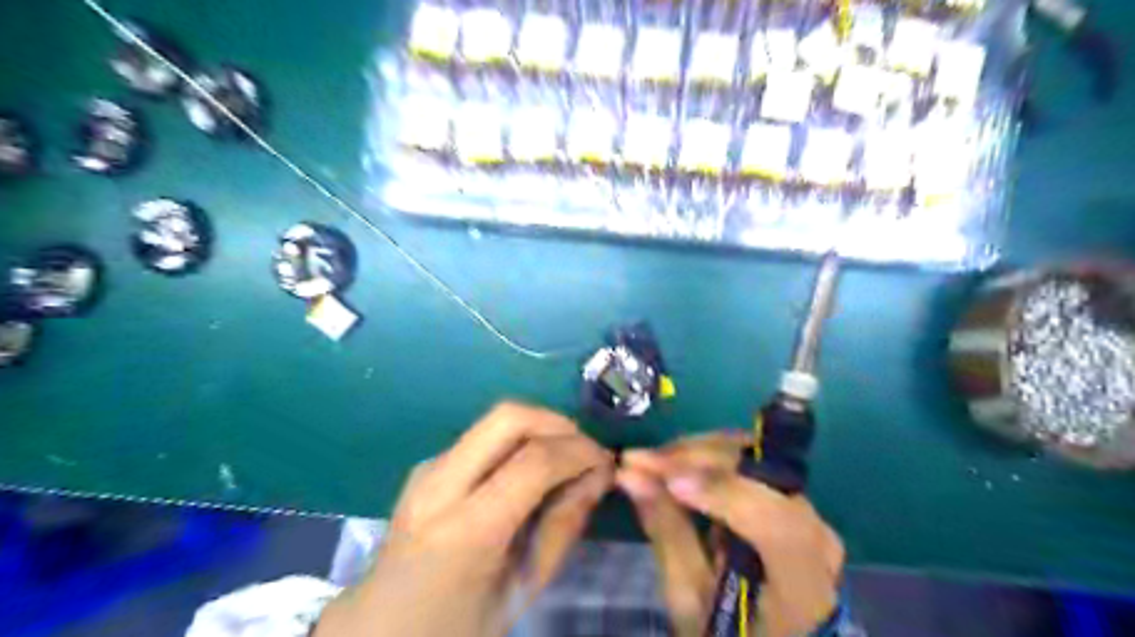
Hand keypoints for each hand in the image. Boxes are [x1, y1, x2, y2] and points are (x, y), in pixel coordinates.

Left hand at [312, 402, 617, 636]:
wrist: (381, 628)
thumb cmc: (457, 625)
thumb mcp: (522, 589)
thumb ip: (563, 527)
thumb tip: (598, 477)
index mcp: (466, 530)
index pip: (534, 462)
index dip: (579, 451)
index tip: (606, 462)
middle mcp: (440, 484)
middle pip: (508, 416)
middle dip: (558, 423)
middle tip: (586, 450)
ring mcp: (428, 468)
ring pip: (495, 418)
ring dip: (539, 427)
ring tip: (565, 457)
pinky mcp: (428, 464)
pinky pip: (483, 435)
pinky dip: (518, 439)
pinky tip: (530, 469)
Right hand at [618, 434, 845, 636]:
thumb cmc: (729, 632)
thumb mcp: (690, 598)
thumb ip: (668, 532)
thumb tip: (631, 476)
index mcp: (802, 583)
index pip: (774, 521)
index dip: (720, 492)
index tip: (665, 481)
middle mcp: (816, 533)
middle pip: (759, 473)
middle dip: (694, 458)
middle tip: (639, 460)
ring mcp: (808, 511)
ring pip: (752, 455)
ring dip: (697, 453)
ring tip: (652, 462)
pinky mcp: (791, 499)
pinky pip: (748, 463)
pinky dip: (709, 459)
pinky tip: (676, 465)